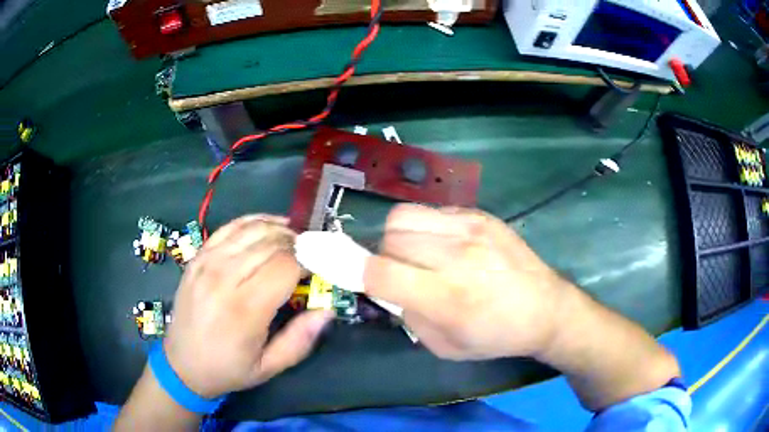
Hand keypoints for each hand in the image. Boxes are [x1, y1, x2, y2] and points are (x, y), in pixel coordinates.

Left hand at [163, 215, 332, 397]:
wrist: (182, 364)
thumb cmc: (228, 368)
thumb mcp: (269, 366)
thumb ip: (301, 339)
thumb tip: (326, 309)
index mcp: (244, 309)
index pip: (285, 266)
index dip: (308, 262)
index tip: (317, 271)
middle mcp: (223, 278)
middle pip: (270, 244)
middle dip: (297, 245)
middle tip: (310, 257)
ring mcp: (207, 263)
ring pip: (252, 230)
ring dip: (279, 230)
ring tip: (294, 241)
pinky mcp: (198, 257)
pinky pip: (229, 227)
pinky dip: (253, 221)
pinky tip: (269, 225)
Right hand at [364, 204, 571, 360]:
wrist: (545, 309)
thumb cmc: (495, 336)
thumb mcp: (443, 346)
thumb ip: (408, 316)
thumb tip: (385, 287)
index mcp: (446, 298)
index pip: (379, 272)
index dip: (361, 274)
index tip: (365, 279)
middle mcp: (455, 257)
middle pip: (389, 238)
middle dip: (384, 256)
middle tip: (400, 271)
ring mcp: (470, 229)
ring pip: (404, 216)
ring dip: (401, 237)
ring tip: (419, 253)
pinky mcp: (481, 215)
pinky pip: (432, 211)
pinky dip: (426, 227)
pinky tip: (445, 244)